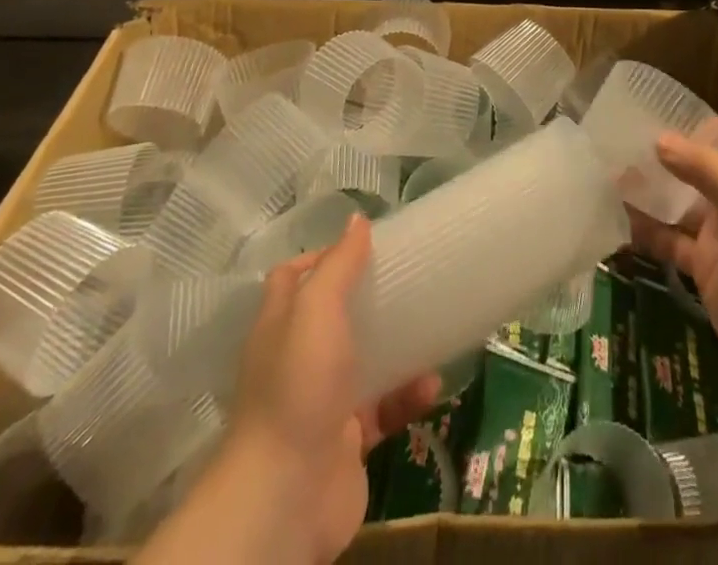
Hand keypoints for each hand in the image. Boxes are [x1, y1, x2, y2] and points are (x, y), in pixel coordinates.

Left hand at [142, 215, 437, 564]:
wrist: (285, 498)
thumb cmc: (299, 386)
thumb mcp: (316, 310)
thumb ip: (339, 264)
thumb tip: (357, 219)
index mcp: (281, 325)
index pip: (294, 277)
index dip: (323, 256)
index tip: (365, 245)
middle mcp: (298, 360)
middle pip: (335, 317)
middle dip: (371, 299)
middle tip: (411, 277)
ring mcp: (323, 402)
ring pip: (366, 362)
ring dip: (400, 347)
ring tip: (435, 328)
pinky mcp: (348, 441)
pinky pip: (386, 409)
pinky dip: (409, 396)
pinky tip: (433, 385)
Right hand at [628, 115, 717, 401]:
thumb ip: (703, 168)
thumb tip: (658, 139)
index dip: (705, 125)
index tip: (667, 125)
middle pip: (700, 168)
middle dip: (667, 159)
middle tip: (624, 149)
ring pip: (680, 205)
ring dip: (652, 194)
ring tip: (611, 180)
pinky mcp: (705, 268)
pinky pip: (671, 243)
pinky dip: (648, 233)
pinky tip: (619, 223)